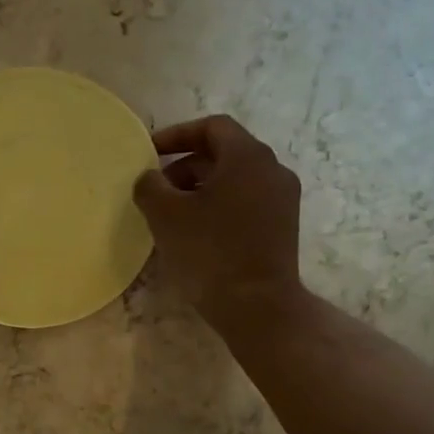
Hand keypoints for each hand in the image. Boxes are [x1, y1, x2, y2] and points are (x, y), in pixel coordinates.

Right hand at [133, 115, 302, 314]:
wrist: (257, 306)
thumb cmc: (210, 252)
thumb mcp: (165, 215)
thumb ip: (150, 186)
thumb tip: (150, 178)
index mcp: (248, 156)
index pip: (212, 127)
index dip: (177, 135)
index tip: (150, 153)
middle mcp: (272, 169)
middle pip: (224, 153)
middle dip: (186, 166)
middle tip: (157, 190)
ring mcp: (282, 199)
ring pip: (235, 180)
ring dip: (201, 188)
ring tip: (173, 215)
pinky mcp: (283, 227)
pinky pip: (246, 202)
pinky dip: (219, 206)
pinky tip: (197, 232)